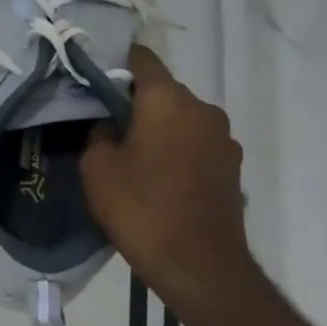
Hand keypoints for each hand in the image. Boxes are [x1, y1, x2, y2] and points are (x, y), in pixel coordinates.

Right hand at [80, 43, 255, 308]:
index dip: (115, 62)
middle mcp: (203, 109)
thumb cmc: (140, 208)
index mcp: (168, 100)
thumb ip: (100, 132)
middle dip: (135, 102)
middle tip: (106, 125)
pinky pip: (196, 144)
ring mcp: (224, 139)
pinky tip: (158, 178)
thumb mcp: (97, 166)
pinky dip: (177, 151)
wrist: (198, 267)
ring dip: (158, 128)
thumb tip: (112, 124)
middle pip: (162, 91)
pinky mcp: (232, 167)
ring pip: (181, 119)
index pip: (141, 59)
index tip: (94, 77)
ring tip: (132, 156)